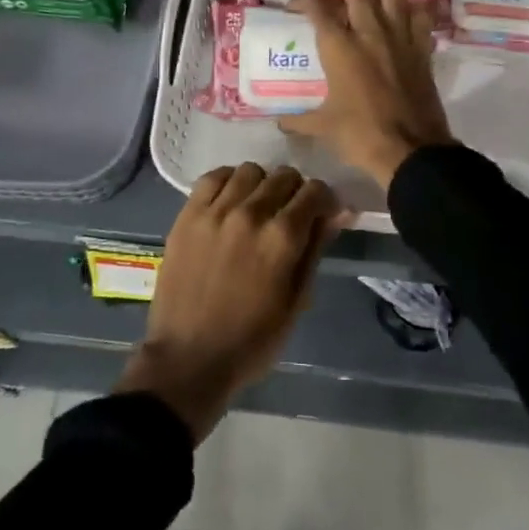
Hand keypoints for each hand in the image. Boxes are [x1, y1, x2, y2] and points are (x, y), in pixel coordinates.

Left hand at [116, 163, 339, 440]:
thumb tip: (340, 211)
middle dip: (295, 192)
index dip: (324, 201)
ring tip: (258, 208)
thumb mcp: (297, 300)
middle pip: (284, 176)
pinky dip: (228, 182)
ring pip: (250, 170)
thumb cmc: (252, 340)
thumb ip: (317, 248)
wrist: (189, 358)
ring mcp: (215, 210)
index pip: (315, 191)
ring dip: (262, 185)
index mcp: (282, 237)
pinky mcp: (188, 214)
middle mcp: (251, 213)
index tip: (321, 216)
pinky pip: (213, 177)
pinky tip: (230, 202)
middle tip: (290, 216)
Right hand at [280, 0, 453, 187]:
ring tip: (365, 4)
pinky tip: (398, 22)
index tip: (296, 9)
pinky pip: (419, 13)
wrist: (411, 151)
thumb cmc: (361, 136)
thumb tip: (281, 122)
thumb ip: (299, 120)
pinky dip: (408, 10)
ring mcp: (400, 35)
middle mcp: (370, 30)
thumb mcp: (323, 127)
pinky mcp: (422, 47)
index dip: (302, 1)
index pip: (317, 6)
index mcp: (340, 47)